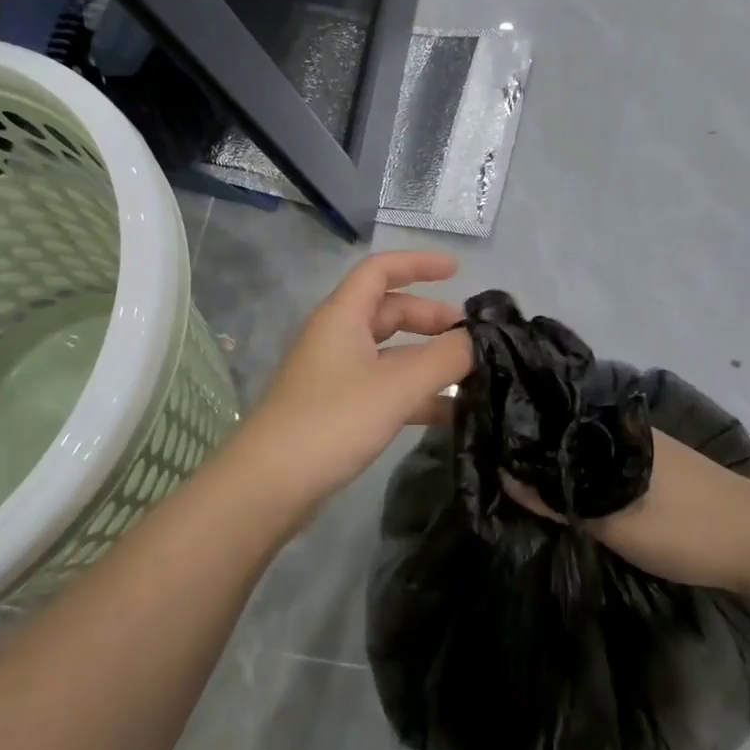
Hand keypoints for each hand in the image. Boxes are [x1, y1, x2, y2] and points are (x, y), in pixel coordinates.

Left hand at [217, 252, 473, 533]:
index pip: (380, 270)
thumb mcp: (397, 386)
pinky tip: (448, 414)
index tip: (458, 270)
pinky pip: (384, 388)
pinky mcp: (337, 410)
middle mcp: (337, 338)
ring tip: (471, 376)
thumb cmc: (333, 421)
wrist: (270, 485)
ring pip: (389, 354)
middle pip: (388, 312)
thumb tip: (478, 339)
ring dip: (427, 360)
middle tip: (471, 337)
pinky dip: (415, 394)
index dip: (418, 264)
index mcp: (342, 317)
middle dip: (430, 318)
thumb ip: (444, 358)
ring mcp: (335, 376)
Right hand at [503, 431, 749, 601]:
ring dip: (564, 466)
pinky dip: (588, 476)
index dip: (520, 430)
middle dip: (538, 450)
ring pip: (589, 450)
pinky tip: (576, 494)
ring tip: (529, 486)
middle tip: (502, 473)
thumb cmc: (687, 528)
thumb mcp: (615, 522)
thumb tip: (505, 475)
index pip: (551, 415)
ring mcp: (645, 447)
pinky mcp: (660, 469)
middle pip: (568, 432)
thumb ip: (561, 499)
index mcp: (614, 426)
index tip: (486, 446)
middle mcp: (626, 428)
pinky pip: (608, 464)